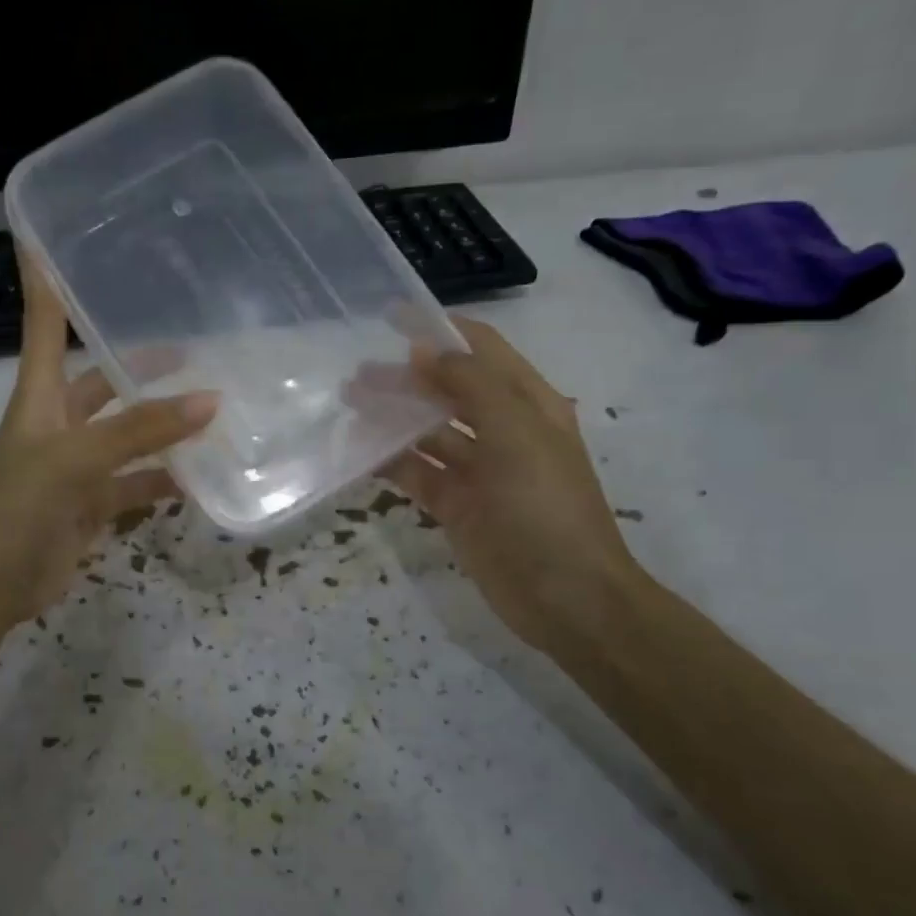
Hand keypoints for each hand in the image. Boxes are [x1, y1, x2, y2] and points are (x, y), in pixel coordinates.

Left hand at [0, 249, 216, 635]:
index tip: (49, 237)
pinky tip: (200, 476)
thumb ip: (140, 431)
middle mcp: (58, 424)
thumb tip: (210, 400)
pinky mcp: (90, 507)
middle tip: (191, 345)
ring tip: (212, 407)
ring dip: (161, 425)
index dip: (45, 282)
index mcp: (40, 397)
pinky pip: (135, 485)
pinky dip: (164, 482)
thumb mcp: (74, 460)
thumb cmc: (14, 509)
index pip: (43, 325)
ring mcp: (76, 468)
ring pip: (127, 436)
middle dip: (138, 363)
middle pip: (101, 381)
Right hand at [375, 316, 641, 655]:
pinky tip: (358, 453)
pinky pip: (417, 473)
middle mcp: (503, 430)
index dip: (441, 331)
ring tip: (349, 405)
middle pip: (447, 390)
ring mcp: (478, 470)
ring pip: (428, 432)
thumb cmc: (545, 507)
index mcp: (528, 403)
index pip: (482, 350)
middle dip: (405, 378)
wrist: (566, 597)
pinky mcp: (456, 505)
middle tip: (356, 375)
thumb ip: (470, 385)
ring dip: (392, 417)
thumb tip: (425, 351)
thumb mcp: (516, 434)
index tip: (392, 318)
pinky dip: (389, 462)